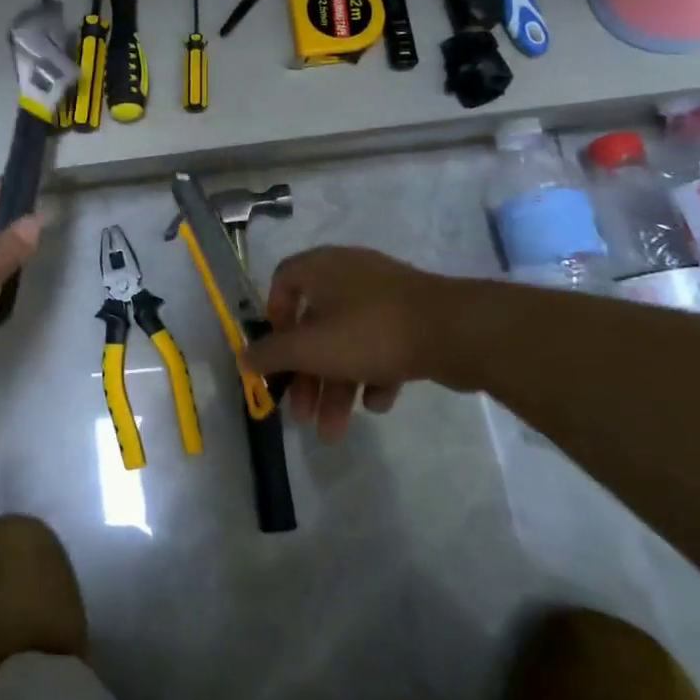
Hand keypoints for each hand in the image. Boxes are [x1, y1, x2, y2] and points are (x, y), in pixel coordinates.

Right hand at [245, 246, 465, 442]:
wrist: (457, 331)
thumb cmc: (371, 331)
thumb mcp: (311, 348)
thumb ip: (272, 355)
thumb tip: (243, 358)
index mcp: (322, 268)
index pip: (283, 280)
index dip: (274, 316)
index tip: (277, 352)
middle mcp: (350, 275)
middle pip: (315, 326)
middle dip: (307, 376)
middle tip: (302, 415)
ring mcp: (385, 296)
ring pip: (348, 342)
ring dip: (337, 386)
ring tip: (335, 431)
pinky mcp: (414, 319)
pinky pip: (381, 345)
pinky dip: (374, 374)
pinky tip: (378, 402)